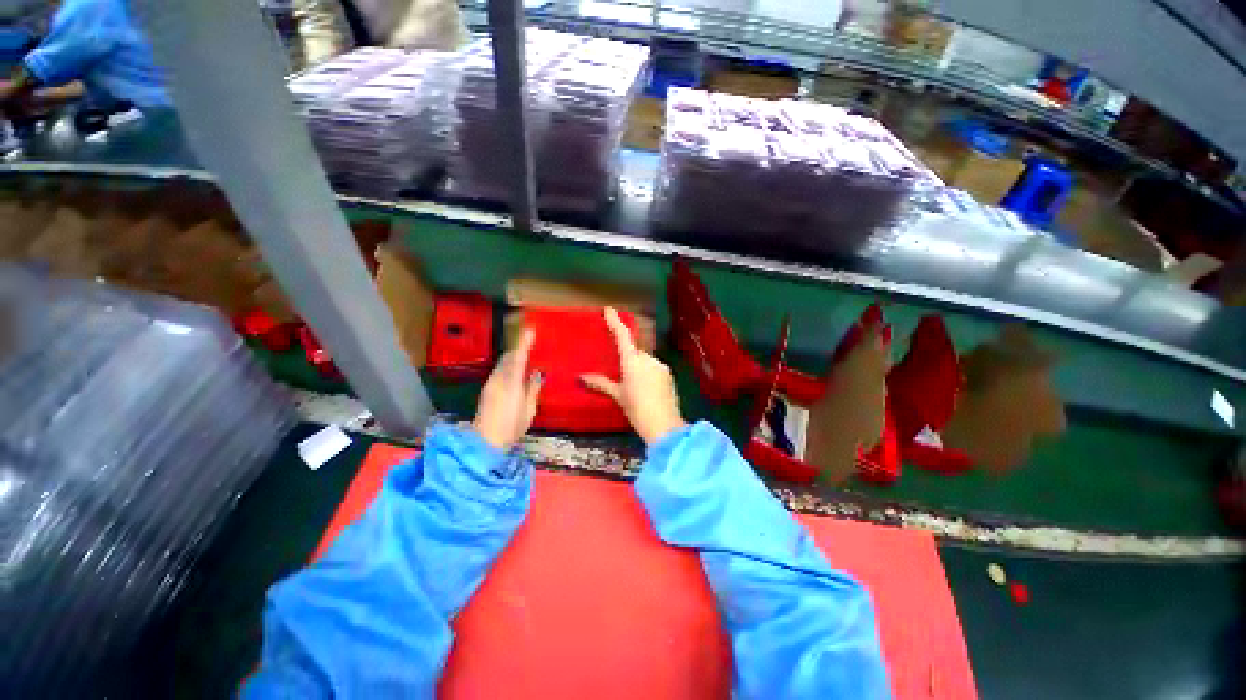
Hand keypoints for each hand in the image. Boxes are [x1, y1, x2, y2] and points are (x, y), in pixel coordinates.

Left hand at [473, 328, 542, 451]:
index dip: (524, 343)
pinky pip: (499, 372)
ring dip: (513, 359)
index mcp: (511, 383)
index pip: (518, 357)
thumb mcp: (529, 410)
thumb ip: (533, 390)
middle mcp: (498, 379)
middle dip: (518, 350)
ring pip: (502, 364)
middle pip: (507, 358)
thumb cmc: (511, 427)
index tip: (530, 330)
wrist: (485, 442)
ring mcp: (490, 384)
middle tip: (530, 346)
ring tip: (525, 360)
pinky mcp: (487, 390)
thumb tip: (537, 374)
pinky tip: (516, 375)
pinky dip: (508, 367)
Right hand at [581, 307, 685, 444]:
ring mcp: (660, 365)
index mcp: (632, 361)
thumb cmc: (636, 408)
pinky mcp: (669, 374)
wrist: (663, 425)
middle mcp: (647, 359)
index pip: (622, 336)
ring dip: (639, 368)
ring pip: (645, 361)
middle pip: (635, 351)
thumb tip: (581, 377)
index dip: (615, 321)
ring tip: (636, 388)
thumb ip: (601, 383)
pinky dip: (649, 374)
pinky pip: (655, 368)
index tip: (608, 309)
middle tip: (623, 375)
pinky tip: (647, 390)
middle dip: (628, 359)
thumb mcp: (618, 395)